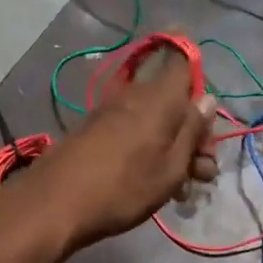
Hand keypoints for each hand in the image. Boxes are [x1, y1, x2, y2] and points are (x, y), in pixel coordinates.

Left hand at [13, 40, 217, 251]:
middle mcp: (135, 95)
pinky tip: (156, 183)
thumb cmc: (124, 188)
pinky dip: (150, 150)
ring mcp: (111, 112)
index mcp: (160, 96)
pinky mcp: (95, 130)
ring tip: (184, 188)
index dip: (198, 72)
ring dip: (174, 147)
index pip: (182, 59)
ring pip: (155, 119)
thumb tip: (207, 98)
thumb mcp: (171, 167)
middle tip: (204, 172)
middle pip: (174, 99)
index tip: (207, 111)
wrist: (55, 204)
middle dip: (195, 132)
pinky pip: (134, 130)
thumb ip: (192, 131)